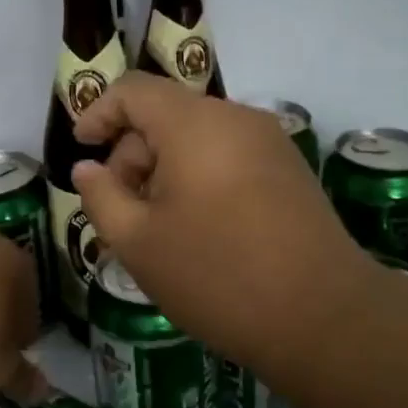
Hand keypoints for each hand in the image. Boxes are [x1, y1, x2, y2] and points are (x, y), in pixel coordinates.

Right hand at [71, 73, 374, 368]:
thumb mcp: (138, 242)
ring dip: (164, 170)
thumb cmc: (218, 275)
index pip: (133, 90)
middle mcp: (235, 117)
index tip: (83, 151)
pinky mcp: (289, 169)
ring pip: (197, 137)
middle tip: (120, 211)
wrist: (325, 317)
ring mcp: (269, 142)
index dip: (98, 112)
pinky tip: (196, 228)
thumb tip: (87, 169)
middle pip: (166, 114)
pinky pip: (227, 155)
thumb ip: (101, 197)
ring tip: (156, 228)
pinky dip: (198, 177)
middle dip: (132, 154)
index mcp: (194, 124)